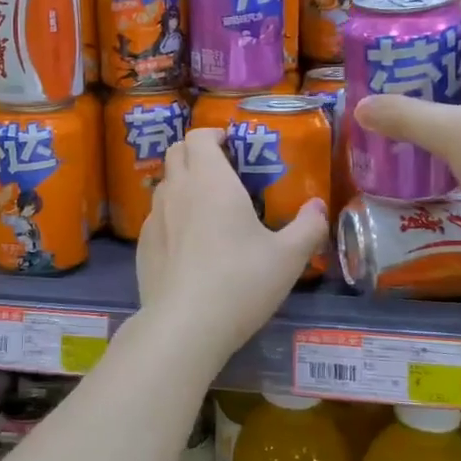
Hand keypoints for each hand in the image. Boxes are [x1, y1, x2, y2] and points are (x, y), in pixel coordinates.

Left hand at [136, 128, 327, 359]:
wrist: (185, 325)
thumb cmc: (241, 281)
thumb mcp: (288, 257)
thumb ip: (308, 227)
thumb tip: (318, 207)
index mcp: (210, 180)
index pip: (199, 136)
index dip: (212, 134)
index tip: (230, 144)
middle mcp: (177, 190)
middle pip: (176, 152)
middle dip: (195, 152)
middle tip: (221, 171)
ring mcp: (154, 218)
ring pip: (163, 184)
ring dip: (182, 183)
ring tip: (205, 207)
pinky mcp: (142, 246)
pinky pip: (157, 218)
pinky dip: (171, 217)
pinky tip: (188, 245)